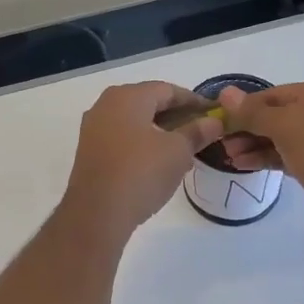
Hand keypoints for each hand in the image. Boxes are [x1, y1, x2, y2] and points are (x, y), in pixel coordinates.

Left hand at [60, 82, 225, 239]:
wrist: (97, 213)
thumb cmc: (141, 172)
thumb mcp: (178, 151)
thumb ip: (197, 132)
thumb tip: (214, 122)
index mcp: (127, 96)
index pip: (167, 89)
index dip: (193, 100)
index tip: (213, 114)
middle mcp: (106, 105)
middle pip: (149, 103)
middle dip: (177, 117)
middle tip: (200, 133)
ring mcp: (93, 129)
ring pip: (135, 123)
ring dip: (160, 133)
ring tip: (184, 151)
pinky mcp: (89, 152)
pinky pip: (122, 139)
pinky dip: (143, 145)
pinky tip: (159, 164)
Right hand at [216, 81, 303, 235]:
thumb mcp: (283, 123)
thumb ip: (252, 111)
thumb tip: (225, 94)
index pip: (278, 94)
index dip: (247, 106)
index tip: (222, 118)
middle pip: (280, 116)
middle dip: (249, 128)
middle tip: (222, 142)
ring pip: (284, 139)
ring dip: (254, 145)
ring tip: (229, 157)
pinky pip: (289, 157)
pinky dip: (267, 158)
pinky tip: (244, 165)